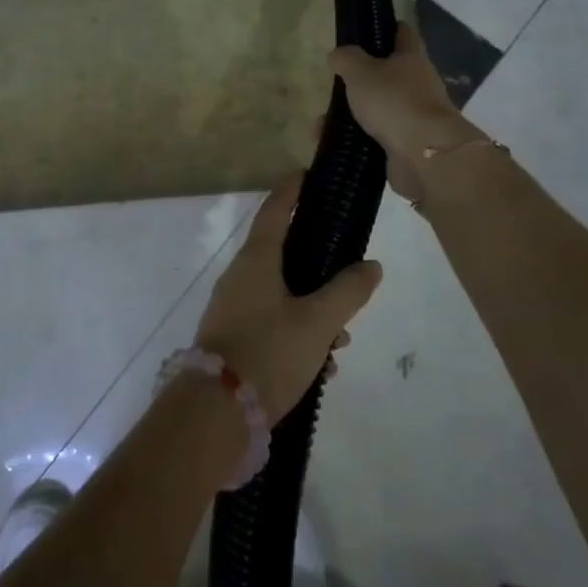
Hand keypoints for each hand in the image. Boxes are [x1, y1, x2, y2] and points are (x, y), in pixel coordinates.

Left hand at [195, 174, 381, 422]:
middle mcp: (239, 277)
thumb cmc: (269, 352)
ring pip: (282, 296)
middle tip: (347, 283)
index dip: (292, 191)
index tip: (307, 175)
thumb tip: (370, 266)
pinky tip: (319, 368)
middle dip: (319, 270)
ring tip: (339, 343)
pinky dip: (298, 336)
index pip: (275, 211)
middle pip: (283, 256)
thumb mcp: (318, 322)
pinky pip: (272, 324)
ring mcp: (232, 308)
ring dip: (313, 313)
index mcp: (255, 260)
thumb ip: (347, 292)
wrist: (217, 411)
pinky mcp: (232, 337)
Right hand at [328, 22, 484, 202]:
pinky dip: (353, 138)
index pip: (402, 33)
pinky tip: (330, 141)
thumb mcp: (361, 72)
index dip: (385, 28)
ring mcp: (413, 115)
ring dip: (352, 113)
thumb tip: (338, 55)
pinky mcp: (406, 143)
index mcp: (412, 58)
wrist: (425, 154)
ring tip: (323, 122)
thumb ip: (346, 59)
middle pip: (388, 74)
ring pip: (378, 107)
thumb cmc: (394, 101)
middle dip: (361, 79)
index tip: (363, 31)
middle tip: (335, 83)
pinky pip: (374, 136)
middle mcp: (418, 84)